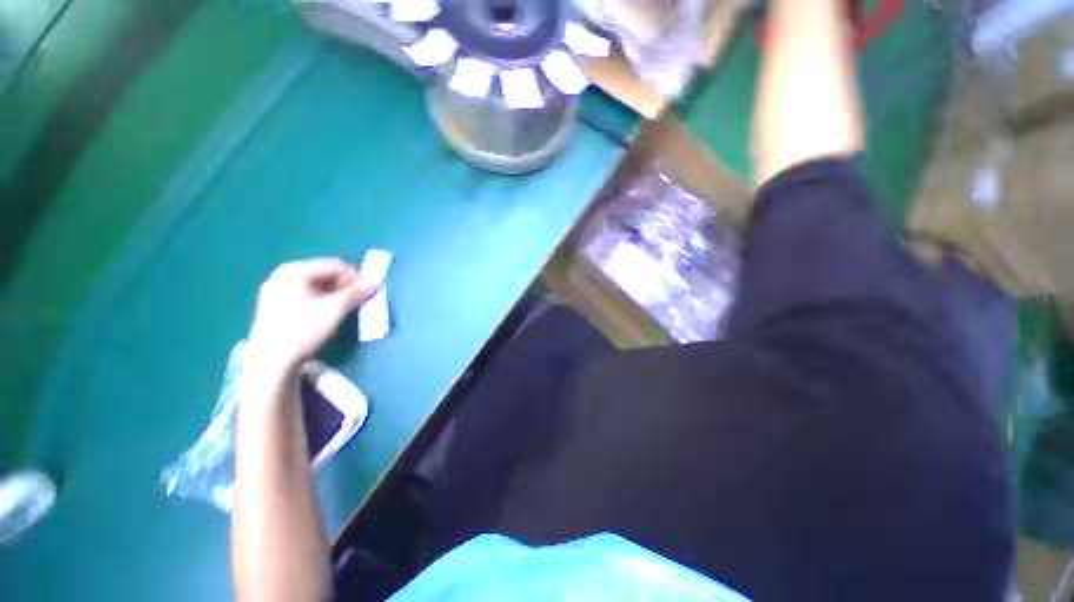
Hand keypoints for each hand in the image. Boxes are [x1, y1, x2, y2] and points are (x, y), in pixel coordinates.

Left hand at [247, 258, 378, 373]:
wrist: (271, 361)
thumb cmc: (303, 330)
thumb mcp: (335, 309)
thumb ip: (357, 292)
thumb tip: (377, 281)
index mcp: (295, 271)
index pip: (335, 265)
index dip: (356, 276)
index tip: (371, 290)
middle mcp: (283, 274)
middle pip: (324, 273)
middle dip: (346, 284)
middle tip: (360, 299)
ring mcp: (276, 289)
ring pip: (316, 284)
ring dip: (336, 292)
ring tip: (347, 306)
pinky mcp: (275, 304)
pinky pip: (306, 293)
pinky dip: (322, 298)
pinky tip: (329, 312)